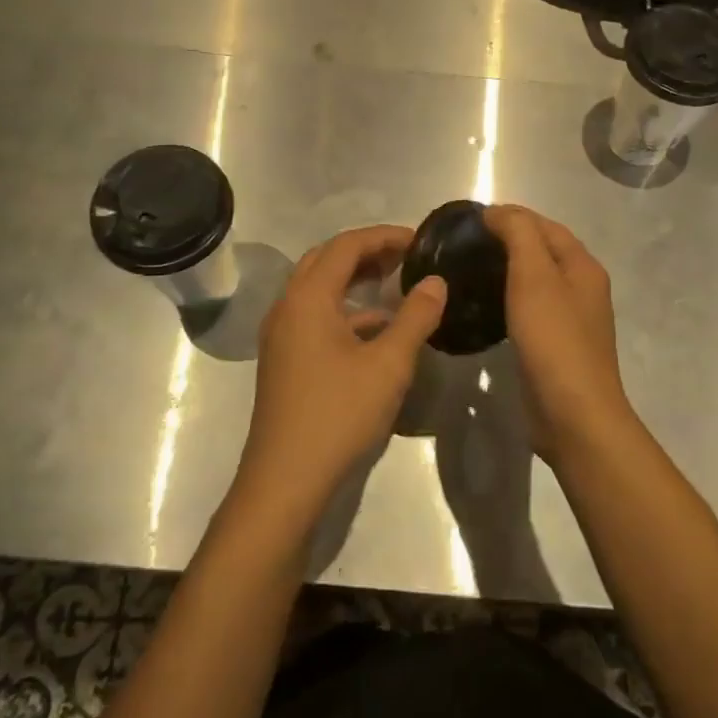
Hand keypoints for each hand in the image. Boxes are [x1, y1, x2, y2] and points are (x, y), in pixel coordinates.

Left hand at [236, 225, 446, 529]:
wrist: (286, 480)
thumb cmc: (339, 414)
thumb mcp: (389, 364)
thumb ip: (416, 317)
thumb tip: (436, 282)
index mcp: (307, 298)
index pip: (346, 245)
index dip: (384, 236)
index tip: (419, 241)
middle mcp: (287, 307)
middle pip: (326, 260)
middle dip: (367, 252)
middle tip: (406, 257)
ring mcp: (281, 335)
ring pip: (318, 289)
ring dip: (354, 280)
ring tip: (395, 285)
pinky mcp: (284, 359)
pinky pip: (314, 316)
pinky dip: (345, 310)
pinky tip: (377, 329)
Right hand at [484, 205, 634, 460]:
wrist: (574, 416)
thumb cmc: (554, 340)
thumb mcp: (534, 276)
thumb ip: (518, 234)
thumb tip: (498, 211)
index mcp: (583, 267)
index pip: (545, 226)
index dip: (512, 216)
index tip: (471, 220)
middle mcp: (582, 288)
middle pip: (543, 251)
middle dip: (509, 240)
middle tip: (466, 244)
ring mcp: (571, 320)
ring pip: (536, 281)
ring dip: (508, 270)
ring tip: (470, 270)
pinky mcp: (556, 347)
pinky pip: (530, 309)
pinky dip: (509, 299)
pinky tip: (486, 306)